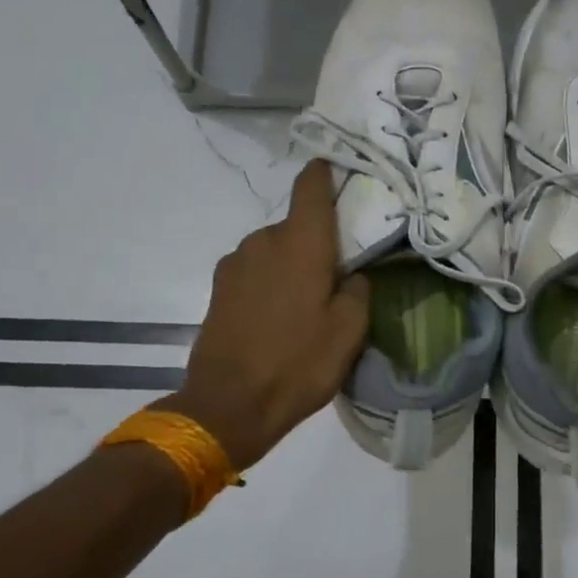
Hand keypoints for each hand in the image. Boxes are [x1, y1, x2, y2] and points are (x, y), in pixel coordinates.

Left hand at [161, 160, 370, 469]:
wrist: (227, 406)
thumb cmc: (298, 364)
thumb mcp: (349, 332)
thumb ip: (358, 290)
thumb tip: (353, 275)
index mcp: (300, 242)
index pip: (311, 185)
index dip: (327, 172)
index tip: (343, 171)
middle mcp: (263, 240)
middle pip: (296, 223)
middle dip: (318, 239)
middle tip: (339, 270)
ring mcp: (235, 263)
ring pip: (275, 248)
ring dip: (293, 262)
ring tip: (309, 301)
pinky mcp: (219, 288)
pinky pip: (255, 269)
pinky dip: (272, 280)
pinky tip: (280, 316)